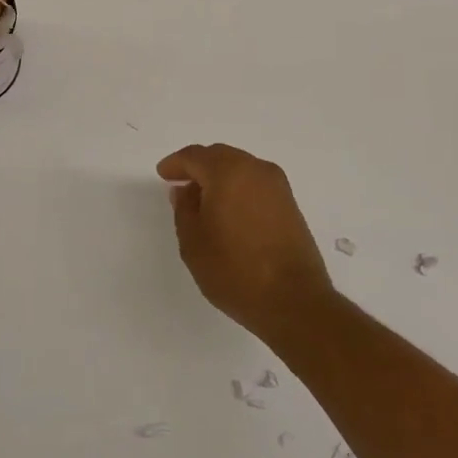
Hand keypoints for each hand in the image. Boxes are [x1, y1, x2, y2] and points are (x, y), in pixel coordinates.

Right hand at [156, 144, 335, 339]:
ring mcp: (277, 185)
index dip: (175, 163)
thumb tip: (185, 190)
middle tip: (181, 184)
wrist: (293, 301)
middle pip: (219, 156)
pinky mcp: (290, 203)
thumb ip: (184, 209)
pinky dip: (238, 188)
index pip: (194, 156)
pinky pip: (255, 183)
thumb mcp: (193, 242)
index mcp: (227, 172)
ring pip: (240, 167)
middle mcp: (255, 169)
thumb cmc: (234, 271)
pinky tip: (229, 211)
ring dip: (219, 176)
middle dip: (198, 166)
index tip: (163, 175)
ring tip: (204, 200)